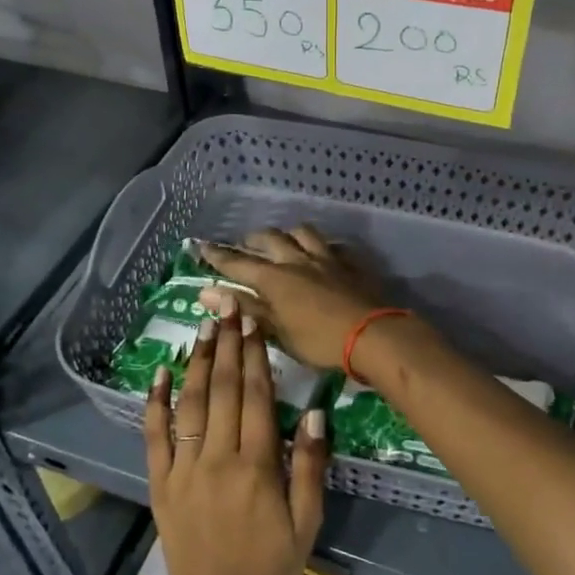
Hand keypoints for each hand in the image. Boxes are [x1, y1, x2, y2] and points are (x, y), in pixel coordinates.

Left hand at [144, 294, 328, 574]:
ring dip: (195, 362)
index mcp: (256, 466)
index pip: (254, 396)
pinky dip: (155, 402)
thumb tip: (314, 410)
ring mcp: (183, 469)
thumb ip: (309, 465)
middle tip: (228, 309)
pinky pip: (154, 436)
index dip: (255, 356)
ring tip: (202, 328)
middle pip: (221, 390)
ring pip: (189, 404)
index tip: (254, 322)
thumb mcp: (307, 521)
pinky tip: (159, 373)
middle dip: (226, 345)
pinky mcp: (160, 482)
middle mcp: (216, 458)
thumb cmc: (271, 566)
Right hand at [198, 227, 386, 371]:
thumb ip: (245, 308)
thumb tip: (206, 292)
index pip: (238, 262)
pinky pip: (331, 245)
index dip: (218, 255)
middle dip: (252, 240)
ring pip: (302, 232)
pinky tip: (321, 253)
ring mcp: (326, 258)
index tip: (201, 246)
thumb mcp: (277, 331)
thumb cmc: (319, 341)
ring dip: (287, 234)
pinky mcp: (350, 263)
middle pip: (269, 239)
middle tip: (244, 245)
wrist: (373, 335)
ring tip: (283, 242)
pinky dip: (319, 246)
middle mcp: (297, 260)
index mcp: (274, 278)